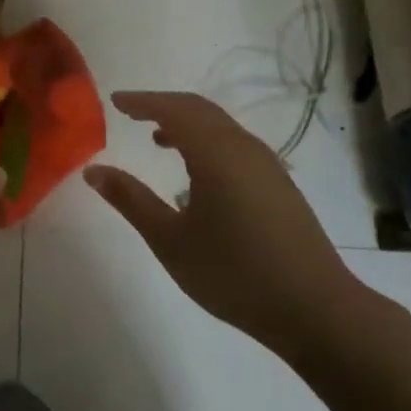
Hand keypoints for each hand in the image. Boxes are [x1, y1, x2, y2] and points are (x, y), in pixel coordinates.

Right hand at [84, 92, 378, 364]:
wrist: (316, 309)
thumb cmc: (234, 273)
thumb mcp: (170, 240)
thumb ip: (131, 200)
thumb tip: (93, 171)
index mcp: (216, 153)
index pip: (173, 109)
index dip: (142, 101)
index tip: (116, 101)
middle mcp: (244, 148)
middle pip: (199, 110)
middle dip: (163, 106)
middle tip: (131, 112)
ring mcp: (267, 165)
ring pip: (220, 126)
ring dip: (187, 124)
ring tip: (158, 139)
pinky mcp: (280, 185)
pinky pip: (235, 144)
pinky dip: (207, 140)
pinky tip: (197, 172)